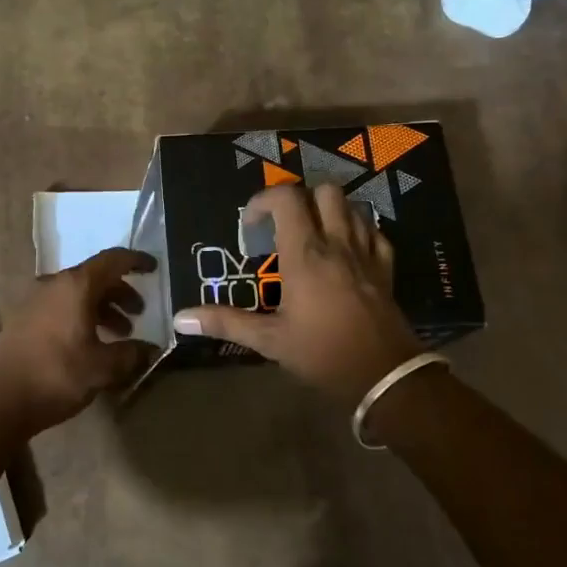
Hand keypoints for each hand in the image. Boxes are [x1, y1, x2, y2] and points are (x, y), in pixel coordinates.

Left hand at [0, 248, 159, 435]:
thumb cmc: (55, 375)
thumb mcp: (102, 368)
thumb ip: (131, 354)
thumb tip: (152, 349)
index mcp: (75, 285)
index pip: (112, 259)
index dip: (136, 261)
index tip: (154, 268)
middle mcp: (54, 284)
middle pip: (95, 277)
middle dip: (120, 292)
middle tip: (139, 313)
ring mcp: (35, 301)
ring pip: (77, 294)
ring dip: (102, 308)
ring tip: (120, 333)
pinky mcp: (23, 320)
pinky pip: (62, 307)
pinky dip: (82, 317)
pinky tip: (91, 344)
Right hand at [175, 184, 421, 404]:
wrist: (385, 376)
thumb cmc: (323, 354)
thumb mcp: (269, 340)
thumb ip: (226, 322)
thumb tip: (180, 318)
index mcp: (305, 254)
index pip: (286, 198)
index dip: (264, 199)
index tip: (252, 223)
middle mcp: (337, 243)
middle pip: (325, 191)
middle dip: (301, 198)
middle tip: (284, 223)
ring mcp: (366, 253)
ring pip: (352, 206)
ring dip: (330, 210)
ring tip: (313, 232)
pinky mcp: (386, 269)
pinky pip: (374, 232)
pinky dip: (358, 231)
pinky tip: (346, 250)